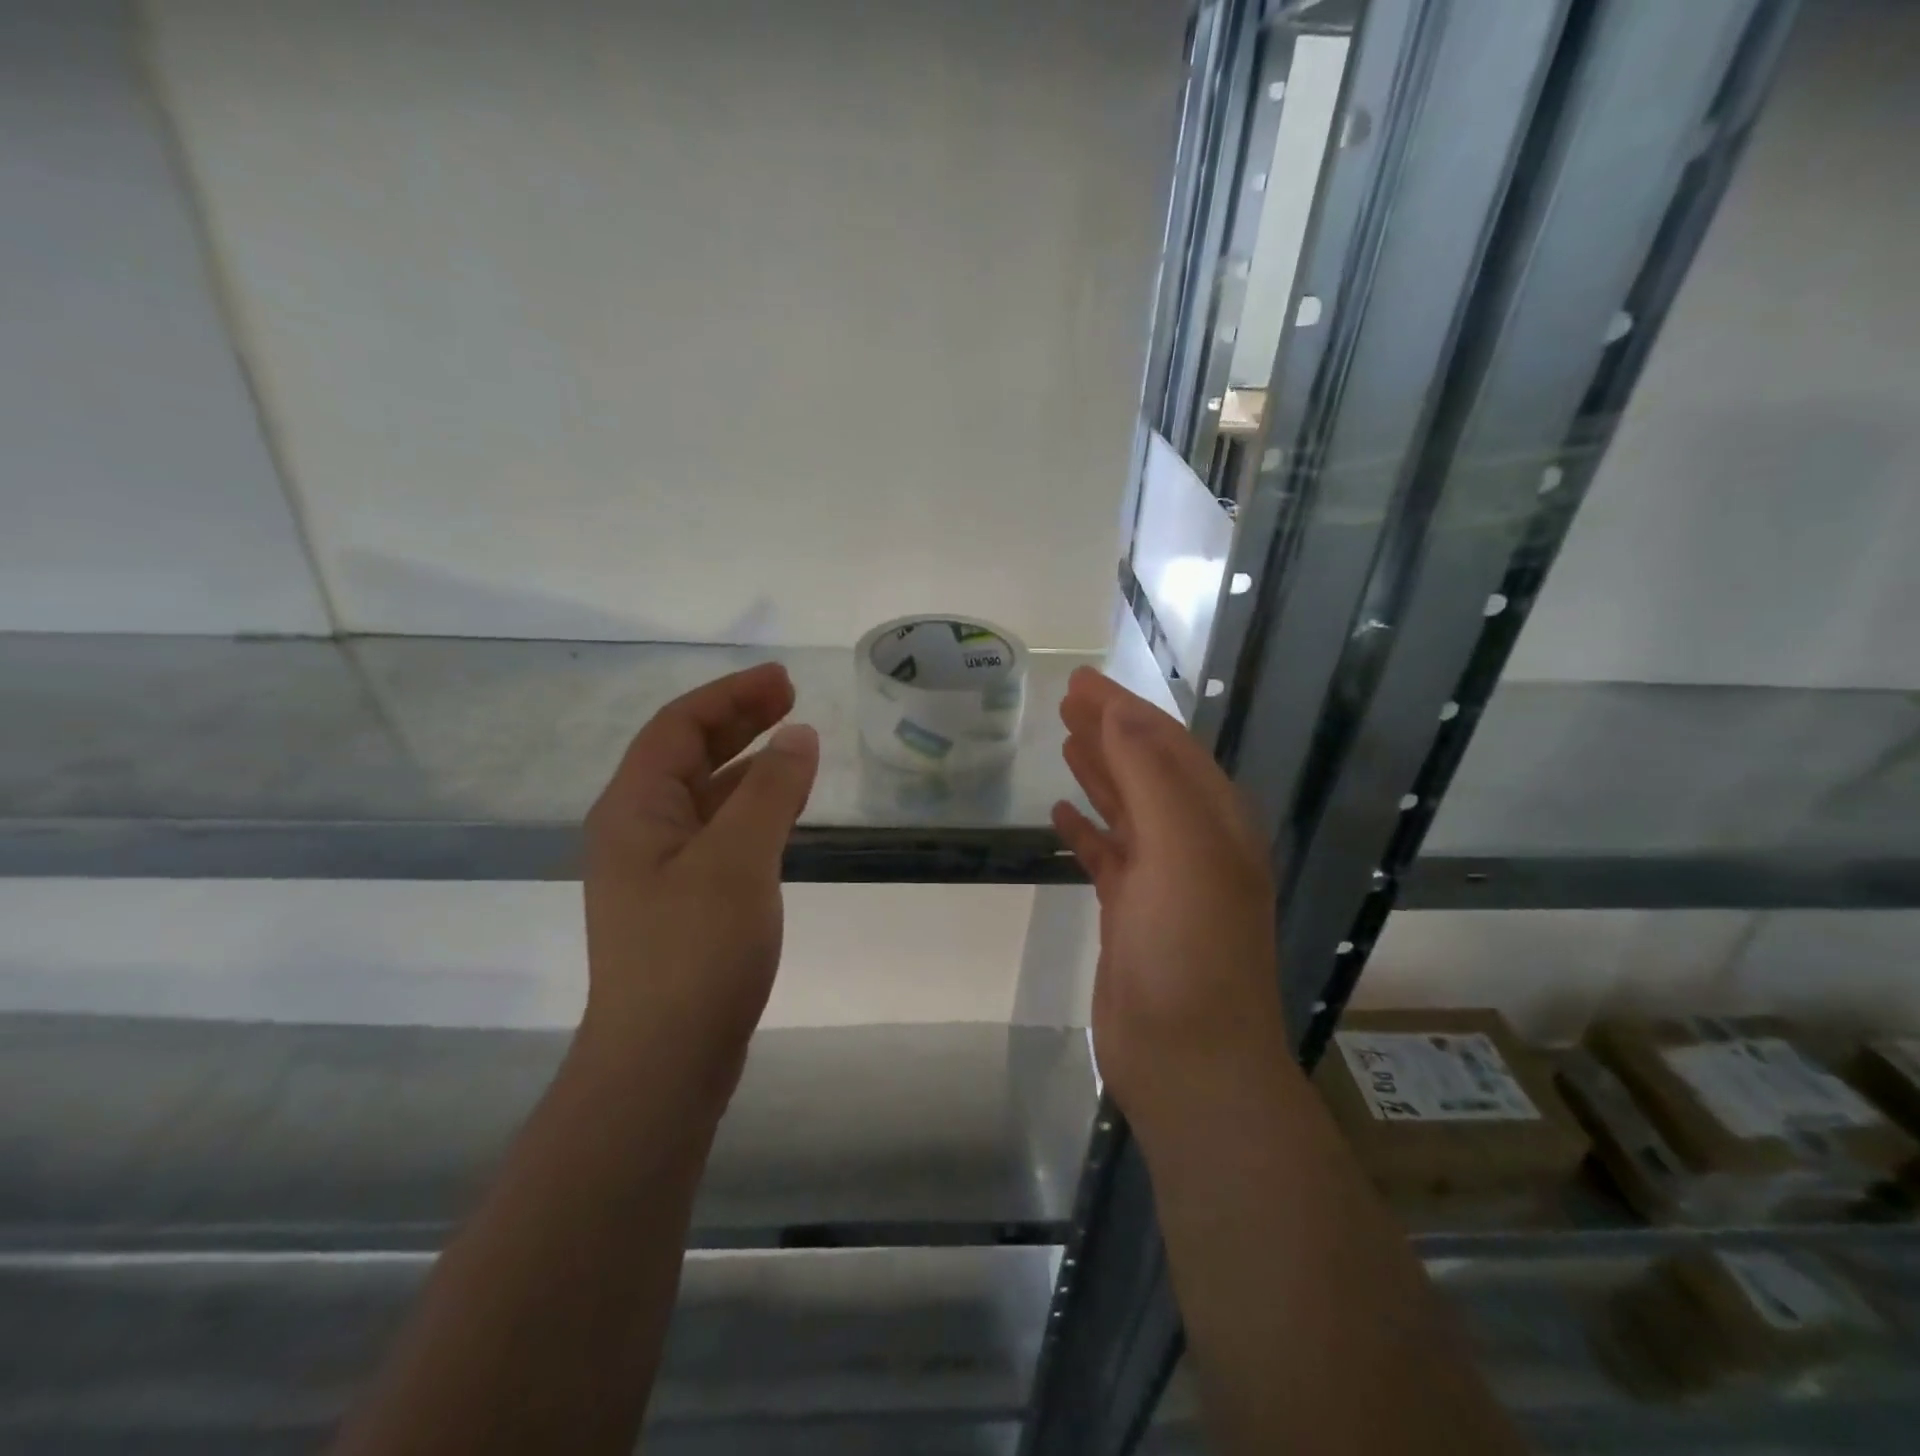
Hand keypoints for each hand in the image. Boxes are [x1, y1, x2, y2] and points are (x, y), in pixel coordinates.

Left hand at [580, 663, 818, 1102]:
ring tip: (795, 745)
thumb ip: (770, 791)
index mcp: (634, 809)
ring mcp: (657, 869)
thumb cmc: (695, 952)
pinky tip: (781, 811)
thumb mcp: (738, 859)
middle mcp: (637, 830)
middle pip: (687, 755)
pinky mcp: (681, 902)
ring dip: (747, 764)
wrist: (663, 1062)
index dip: (731, 695)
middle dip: (739, 721)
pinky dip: (751, 808)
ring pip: (704, 795)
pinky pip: (718, 832)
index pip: (679, 727)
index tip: (784, 680)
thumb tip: (798, 735)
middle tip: (792, 699)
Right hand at [1052, 668, 1288, 1136]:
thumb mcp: (1181, 850)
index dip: (1126, 710)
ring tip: (1064, 740)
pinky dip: (1086, 829)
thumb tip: (1120, 717)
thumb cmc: (1190, 949)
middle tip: (1068, 700)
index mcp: (1215, 821)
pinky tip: (1060, 813)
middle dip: (1111, 731)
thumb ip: (1151, 778)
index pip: (1169, 745)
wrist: (1190, 1059)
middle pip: (1148, 770)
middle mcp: (1195, 844)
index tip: (1081, 681)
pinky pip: (1106, 855)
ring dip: (1099, 772)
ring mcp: (1162, 881)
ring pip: (1127, 809)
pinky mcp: (1131, 914)